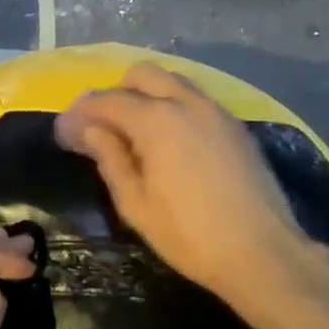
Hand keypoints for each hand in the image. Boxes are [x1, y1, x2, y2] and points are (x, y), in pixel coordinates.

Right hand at [54, 62, 305, 299]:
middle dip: (116, 92)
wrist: (264, 254)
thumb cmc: (190, 236)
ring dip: (147, 94)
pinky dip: (174, 106)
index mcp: (156, 119)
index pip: (106, 100)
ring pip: (171, 81)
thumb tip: (86, 129)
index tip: (63, 132)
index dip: (80, 113)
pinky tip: (172, 140)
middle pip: (140, 74)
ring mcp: (214, 109)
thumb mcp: (136, 204)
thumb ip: (109, 158)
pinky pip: (195, 98)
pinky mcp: (235, 125)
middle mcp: (185, 101)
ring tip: (137, 131)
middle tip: (103, 127)